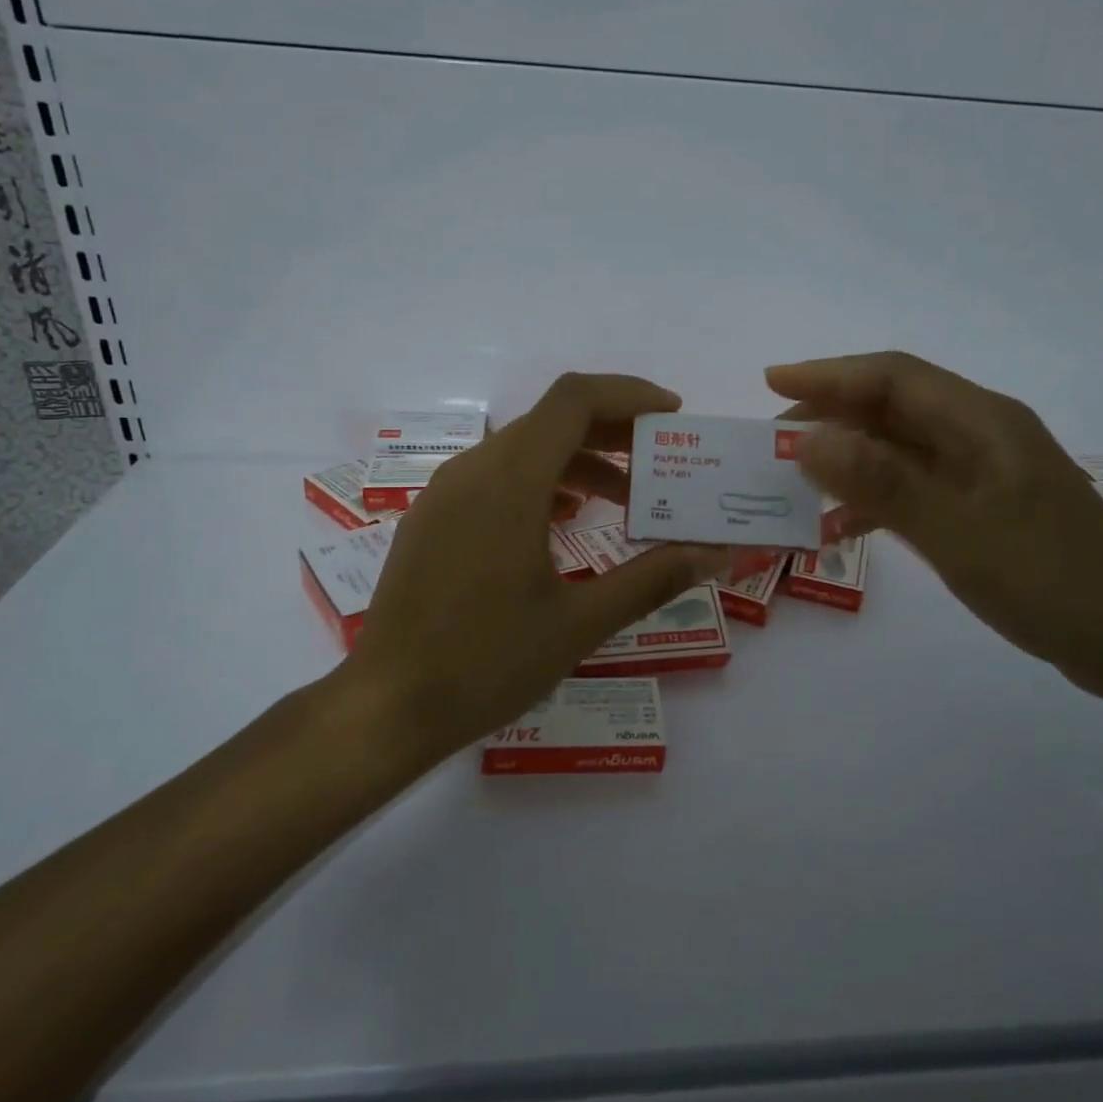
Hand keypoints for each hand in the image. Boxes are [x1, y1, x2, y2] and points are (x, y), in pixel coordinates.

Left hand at [345, 374, 730, 756]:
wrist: (387, 706)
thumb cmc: (486, 663)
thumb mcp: (579, 623)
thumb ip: (652, 579)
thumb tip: (715, 553)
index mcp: (509, 482)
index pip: (573, 400)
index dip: (629, 394)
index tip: (672, 416)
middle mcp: (473, 470)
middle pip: (551, 420)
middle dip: (613, 431)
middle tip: (661, 462)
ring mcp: (445, 493)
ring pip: (522, 448)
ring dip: (579, 461)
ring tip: (624, 500)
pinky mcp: (432, 519)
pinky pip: (495, 476)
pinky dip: (542, 482)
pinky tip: (565, 522)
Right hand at [767, 351, 1102, 698]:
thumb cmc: (1049, 581)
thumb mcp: (957, 531)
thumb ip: (881, 483)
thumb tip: (809, 439)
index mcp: (981, 421)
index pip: (892, 376)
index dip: (829, 374)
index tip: (772, 383)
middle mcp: (980, 433)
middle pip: (892, 406)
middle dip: (830, 416)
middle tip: (773, 443)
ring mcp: (983, 471)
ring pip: (899, 447)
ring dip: (847, 456)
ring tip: (796, 479)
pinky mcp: (983, 506)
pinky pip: (914, 485)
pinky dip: (873, 495)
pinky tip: (842, 524)